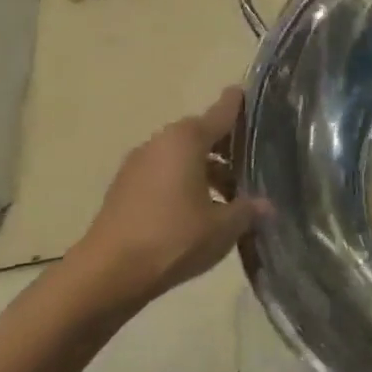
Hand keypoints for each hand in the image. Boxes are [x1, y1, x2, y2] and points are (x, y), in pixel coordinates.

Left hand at [65, 86, 263, 315]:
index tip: (250, 94)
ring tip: (232, 194)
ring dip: (207, 169)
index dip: (239, 104)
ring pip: (182, 157)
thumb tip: (266, 205)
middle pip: (201, 135)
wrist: (105, 277)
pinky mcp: (124, 191)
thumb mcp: (225, 226)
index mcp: (186, 140)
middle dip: (227, 146)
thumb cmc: (173, 238)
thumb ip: (248, 209)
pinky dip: (185, 184)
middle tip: (254, 161)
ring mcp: (137, 167)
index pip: (222, 112)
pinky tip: (202, 210)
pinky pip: (165, 176)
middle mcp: (160, 144)